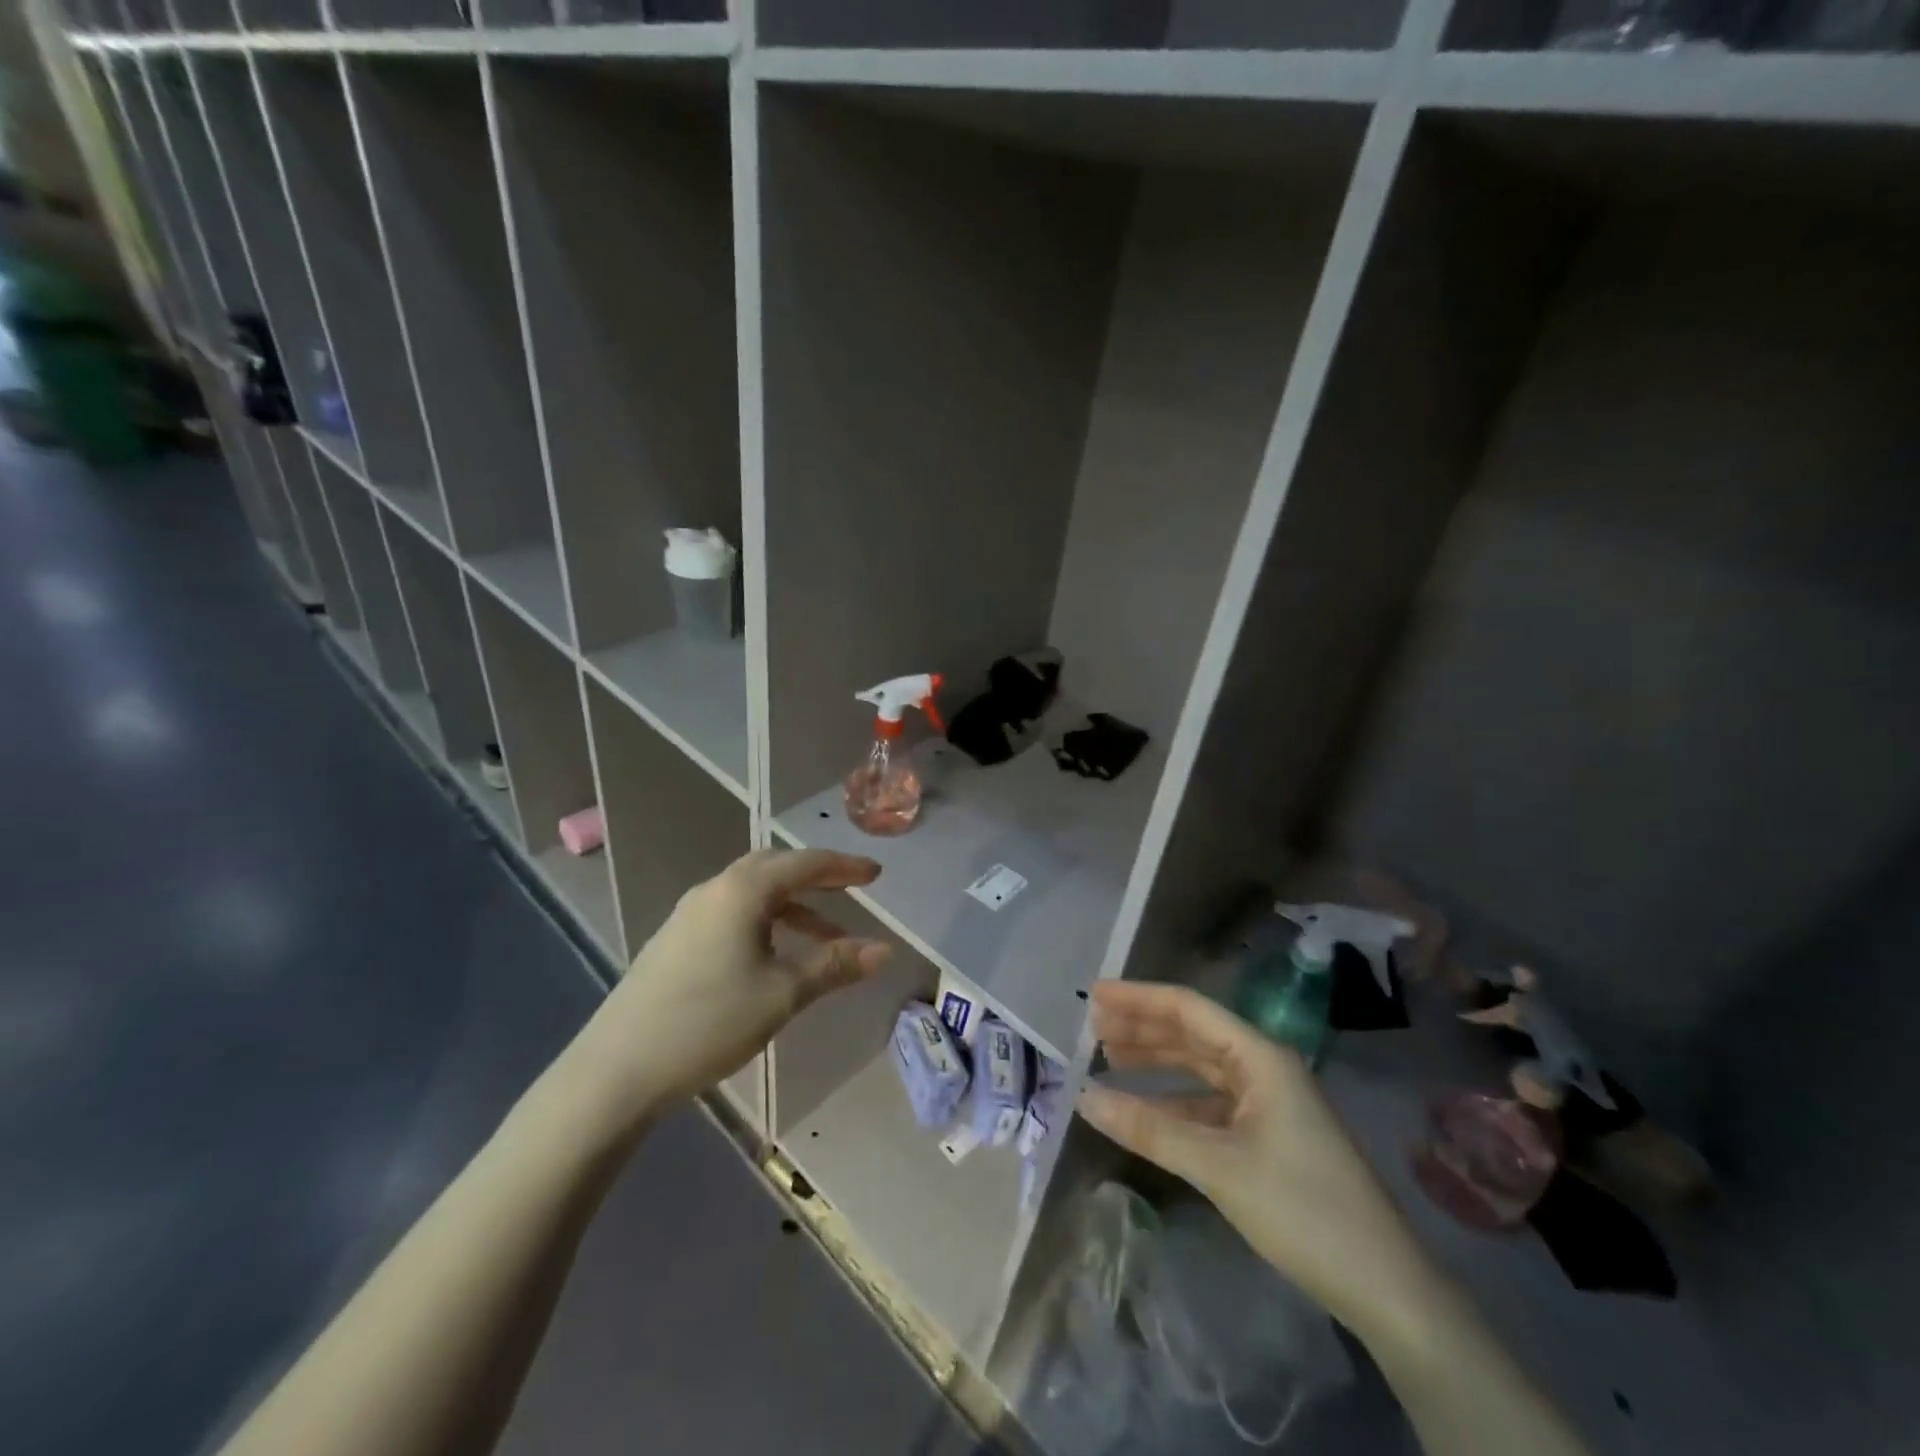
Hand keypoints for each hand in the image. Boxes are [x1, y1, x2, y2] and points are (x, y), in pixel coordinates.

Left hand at [565, 850, 891, 1126]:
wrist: (617, 1068)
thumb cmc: (709, 1021)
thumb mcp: (782, 993)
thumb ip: (834, 965)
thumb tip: (884, 949)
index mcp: (742, 891)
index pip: (804, 864)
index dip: (844, 867)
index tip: (876, 875)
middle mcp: (714, 890)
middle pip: (775, 868)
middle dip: (817, 879)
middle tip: (850, 893)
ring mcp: (690, 914)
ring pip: (753, 894)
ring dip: (793, 907)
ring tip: (824, 939)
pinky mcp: (675, 940)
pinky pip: (733, 914)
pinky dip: (766, 922)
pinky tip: (774, 957)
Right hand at [1078, 981, 1434, 1337]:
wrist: (1385, 1288)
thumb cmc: (1303, 1210)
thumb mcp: (1218, 1166)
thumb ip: (1150, 1128)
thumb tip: (1083, 1097)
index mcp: (1260, 1057)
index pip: (1189, 1008)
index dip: (1138, 998)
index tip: (1094, 994)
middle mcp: (1263, 1068)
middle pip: (1192, 1034)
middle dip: (1142, 1027)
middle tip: (1091, 1026)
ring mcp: (1267, 1103)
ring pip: (1199, 1069)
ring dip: (1155, 1062)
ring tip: (1107, 1057)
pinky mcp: (1267, 1137)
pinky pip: (1209, 1105)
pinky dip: (1173, 1102)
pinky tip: (1143, 1108)